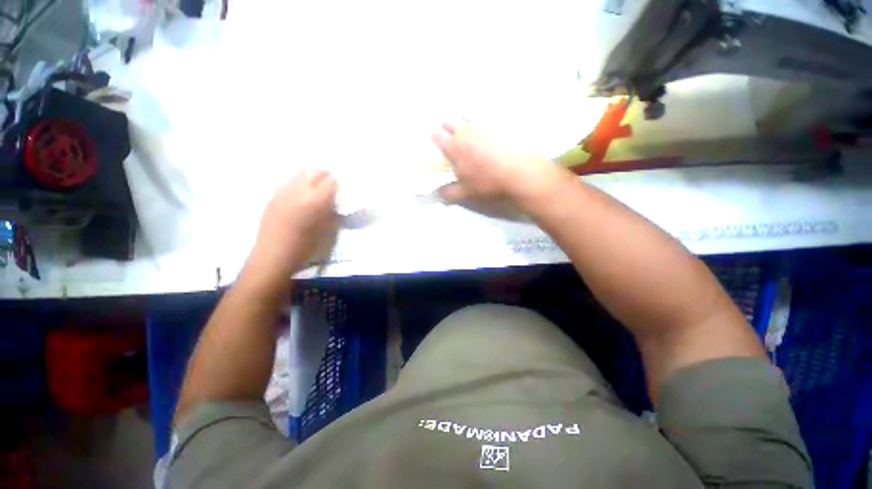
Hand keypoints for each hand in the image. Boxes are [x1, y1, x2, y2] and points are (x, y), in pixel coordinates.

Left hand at [249, 170, 337, 277]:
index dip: (337, 184)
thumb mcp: (326, 229)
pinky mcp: (273, 196)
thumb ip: (331, 210)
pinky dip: (298, 183)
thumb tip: (334, 199)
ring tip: (316, 187)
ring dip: (310, 177)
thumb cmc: (305, 247)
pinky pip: (288, 181)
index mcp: (314, 201)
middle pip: (314, 172)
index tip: (341, 189)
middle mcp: (298, 191)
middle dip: (324, 175)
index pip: (330, 182)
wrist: (274, 256)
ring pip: (299, 173)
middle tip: (331, 183)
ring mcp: (283, 191)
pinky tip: (300, 194)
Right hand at [431, 121, 551, 203]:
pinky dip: (480, 119)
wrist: (518, 173)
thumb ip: (448, 193)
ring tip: (463, 127)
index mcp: (454, 147)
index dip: (433, 137)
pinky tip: (481, 130)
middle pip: (450, 122)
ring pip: (466, 117)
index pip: (436, 136)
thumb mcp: (465, 193)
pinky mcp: (498, 126)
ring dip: (461, 121)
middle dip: (445, 126)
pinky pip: (485, 118)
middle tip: (447, 133)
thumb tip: (437, 193)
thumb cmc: (487, 183)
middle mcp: (465, 133)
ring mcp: (482, 127)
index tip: (433, 141)